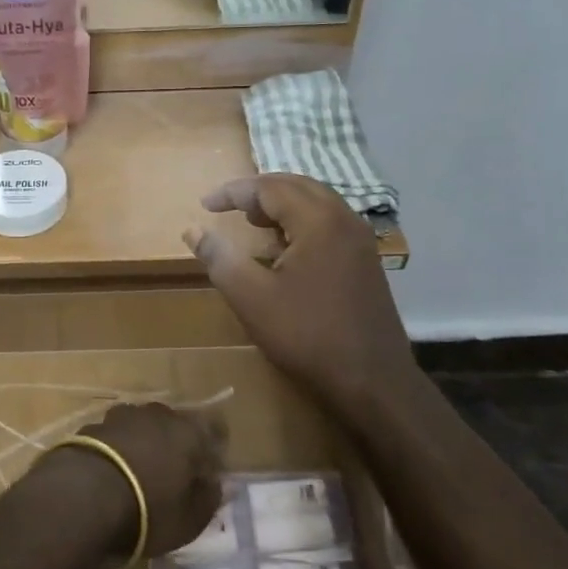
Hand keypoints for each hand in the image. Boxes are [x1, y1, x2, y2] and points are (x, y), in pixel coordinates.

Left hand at [38, 402, 223, 558]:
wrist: (82, 496)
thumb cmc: (148, 509)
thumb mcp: (191, 519)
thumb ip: (209, 498)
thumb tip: (216, 483)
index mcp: (189, 431)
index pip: (214, 429)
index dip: (213, 450)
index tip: (209, 473)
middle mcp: (157, 414)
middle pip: (175, 424)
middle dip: (177, 445)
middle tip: (174, 475)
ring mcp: (121, 416)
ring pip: (142, 426)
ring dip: (145, 444)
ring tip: (139, 473)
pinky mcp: (92, 426)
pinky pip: (115, 436)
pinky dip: (118, 450)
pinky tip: (112, 473)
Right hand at [183, 175, 416, 432]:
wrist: (373, 382)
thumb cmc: (308, 336)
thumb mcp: (252, 298)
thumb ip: (220, 258)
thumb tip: (193, 230)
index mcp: (319, 221)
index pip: (270, 187)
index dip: (234, 192)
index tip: (205, 205)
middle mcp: (345, 219)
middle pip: (297, 186)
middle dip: (260, 191)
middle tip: (229, 206)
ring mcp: (361, 241)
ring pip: (317, 203)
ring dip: (282, 205)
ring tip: (253, 222)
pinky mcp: (367, 262)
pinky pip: (330, 223)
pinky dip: (302, 222)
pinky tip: (285, 249)